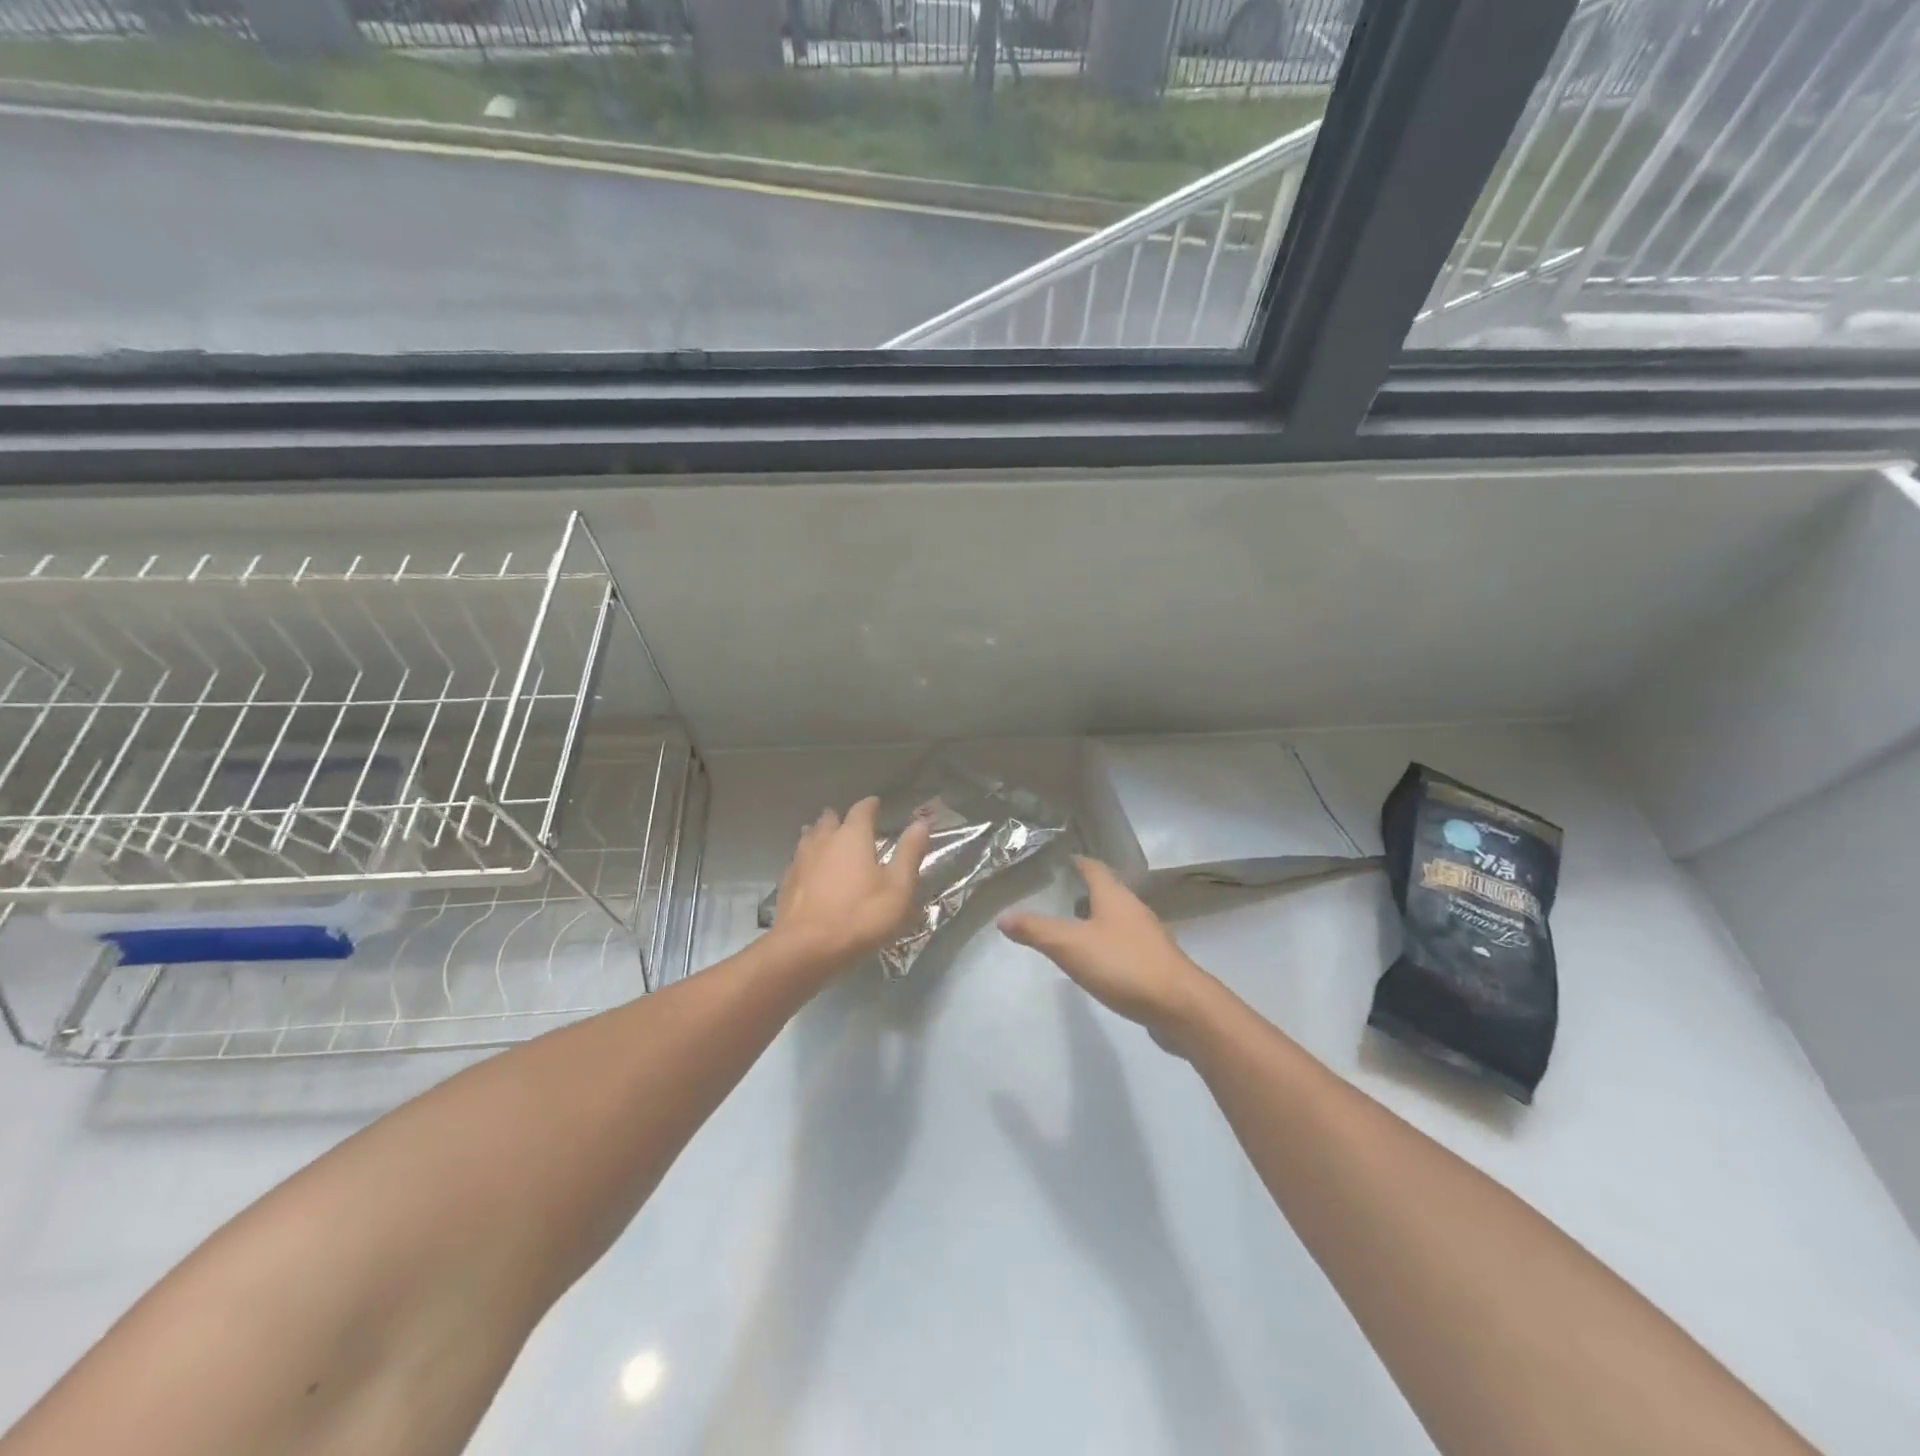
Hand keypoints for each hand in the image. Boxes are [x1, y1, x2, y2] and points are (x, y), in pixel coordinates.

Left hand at [768, 797, 931, 975]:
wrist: (806, 948)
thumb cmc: (860, 915)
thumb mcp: (898, 887)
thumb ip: (909, 853)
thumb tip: (921, 822)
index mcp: (852, 836)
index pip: (862, 810)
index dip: (870, 806)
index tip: (876, 804)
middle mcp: (824, 840)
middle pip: (830, 819)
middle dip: (841, 818)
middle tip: (852, 824)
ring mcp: (801, 860)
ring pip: (810, 836)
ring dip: (820, 834)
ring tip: (829, 839)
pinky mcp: (787, 881)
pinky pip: (799, 859)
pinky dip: (808, 858)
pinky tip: (811, 869)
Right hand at [998, 857, 1214, 1048]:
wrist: (1181, 1007)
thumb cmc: (1123, 965)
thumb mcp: (1070, 946)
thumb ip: (1036, 930)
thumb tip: (1003, 917)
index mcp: (1114, 896)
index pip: (1093, 868)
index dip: (1077, 862)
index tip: (1059, 861)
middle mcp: (1134, 909)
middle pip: (1108, 891)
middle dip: (1084, 891)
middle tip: (1057, 896)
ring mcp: (1148, 937)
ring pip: (1118, 919)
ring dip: (1097, 919)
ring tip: (1072, 928)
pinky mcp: (1156, 963)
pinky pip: (1126, 944)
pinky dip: (1109, 945)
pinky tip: (1097, 962)